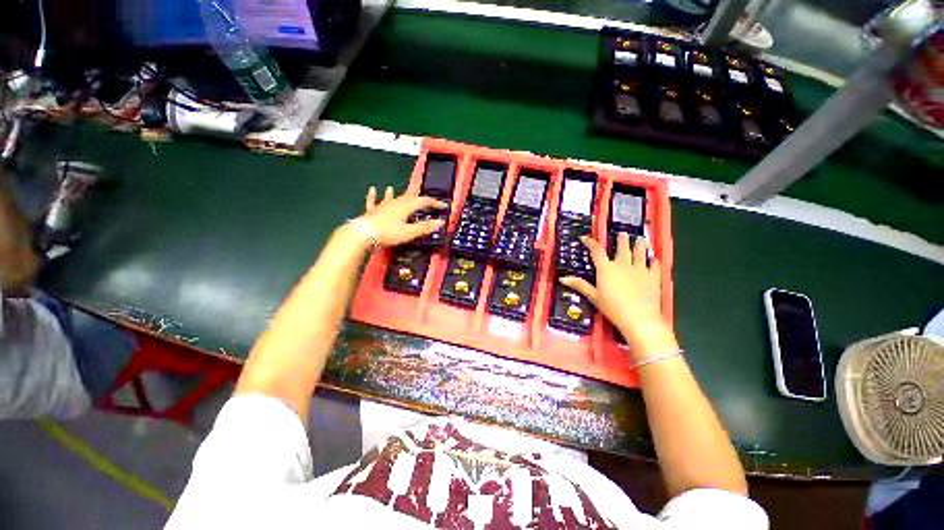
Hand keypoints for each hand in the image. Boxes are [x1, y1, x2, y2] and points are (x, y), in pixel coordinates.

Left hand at [355, 186, 446, 247]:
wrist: (364, 234)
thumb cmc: (388, 233)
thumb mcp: (410, 232)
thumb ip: (425, 227)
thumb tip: (440, 222)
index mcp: (406, 207)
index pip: (424, 201)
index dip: (434, 203)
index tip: (442, 205)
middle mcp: (395, 203)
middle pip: (409, 196)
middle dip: (418, 195)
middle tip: (423, 191)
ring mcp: (383, 206)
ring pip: (392, 197)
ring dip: (395, 193)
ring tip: (394, 187)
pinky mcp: (372, 211)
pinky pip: (374, 201)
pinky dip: (374, 196)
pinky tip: (372, 190)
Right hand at [560, 234, 675, 356]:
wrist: (639, 317)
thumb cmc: (612, 307)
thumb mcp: (593, 296)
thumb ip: (579, 285)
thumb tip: (563, 278)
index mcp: (606, 268)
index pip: (596, 251)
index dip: (590, 243)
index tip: (585, 238)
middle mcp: (623, 264)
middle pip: (622, 247)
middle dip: (621, 239)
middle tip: (622, 233)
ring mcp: (640, 269)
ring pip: (640, 252)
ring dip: (639, 244)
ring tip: (641, 239)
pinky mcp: (653, 277)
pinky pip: (654, 265)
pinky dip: (653, 260)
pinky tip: (654, 258)